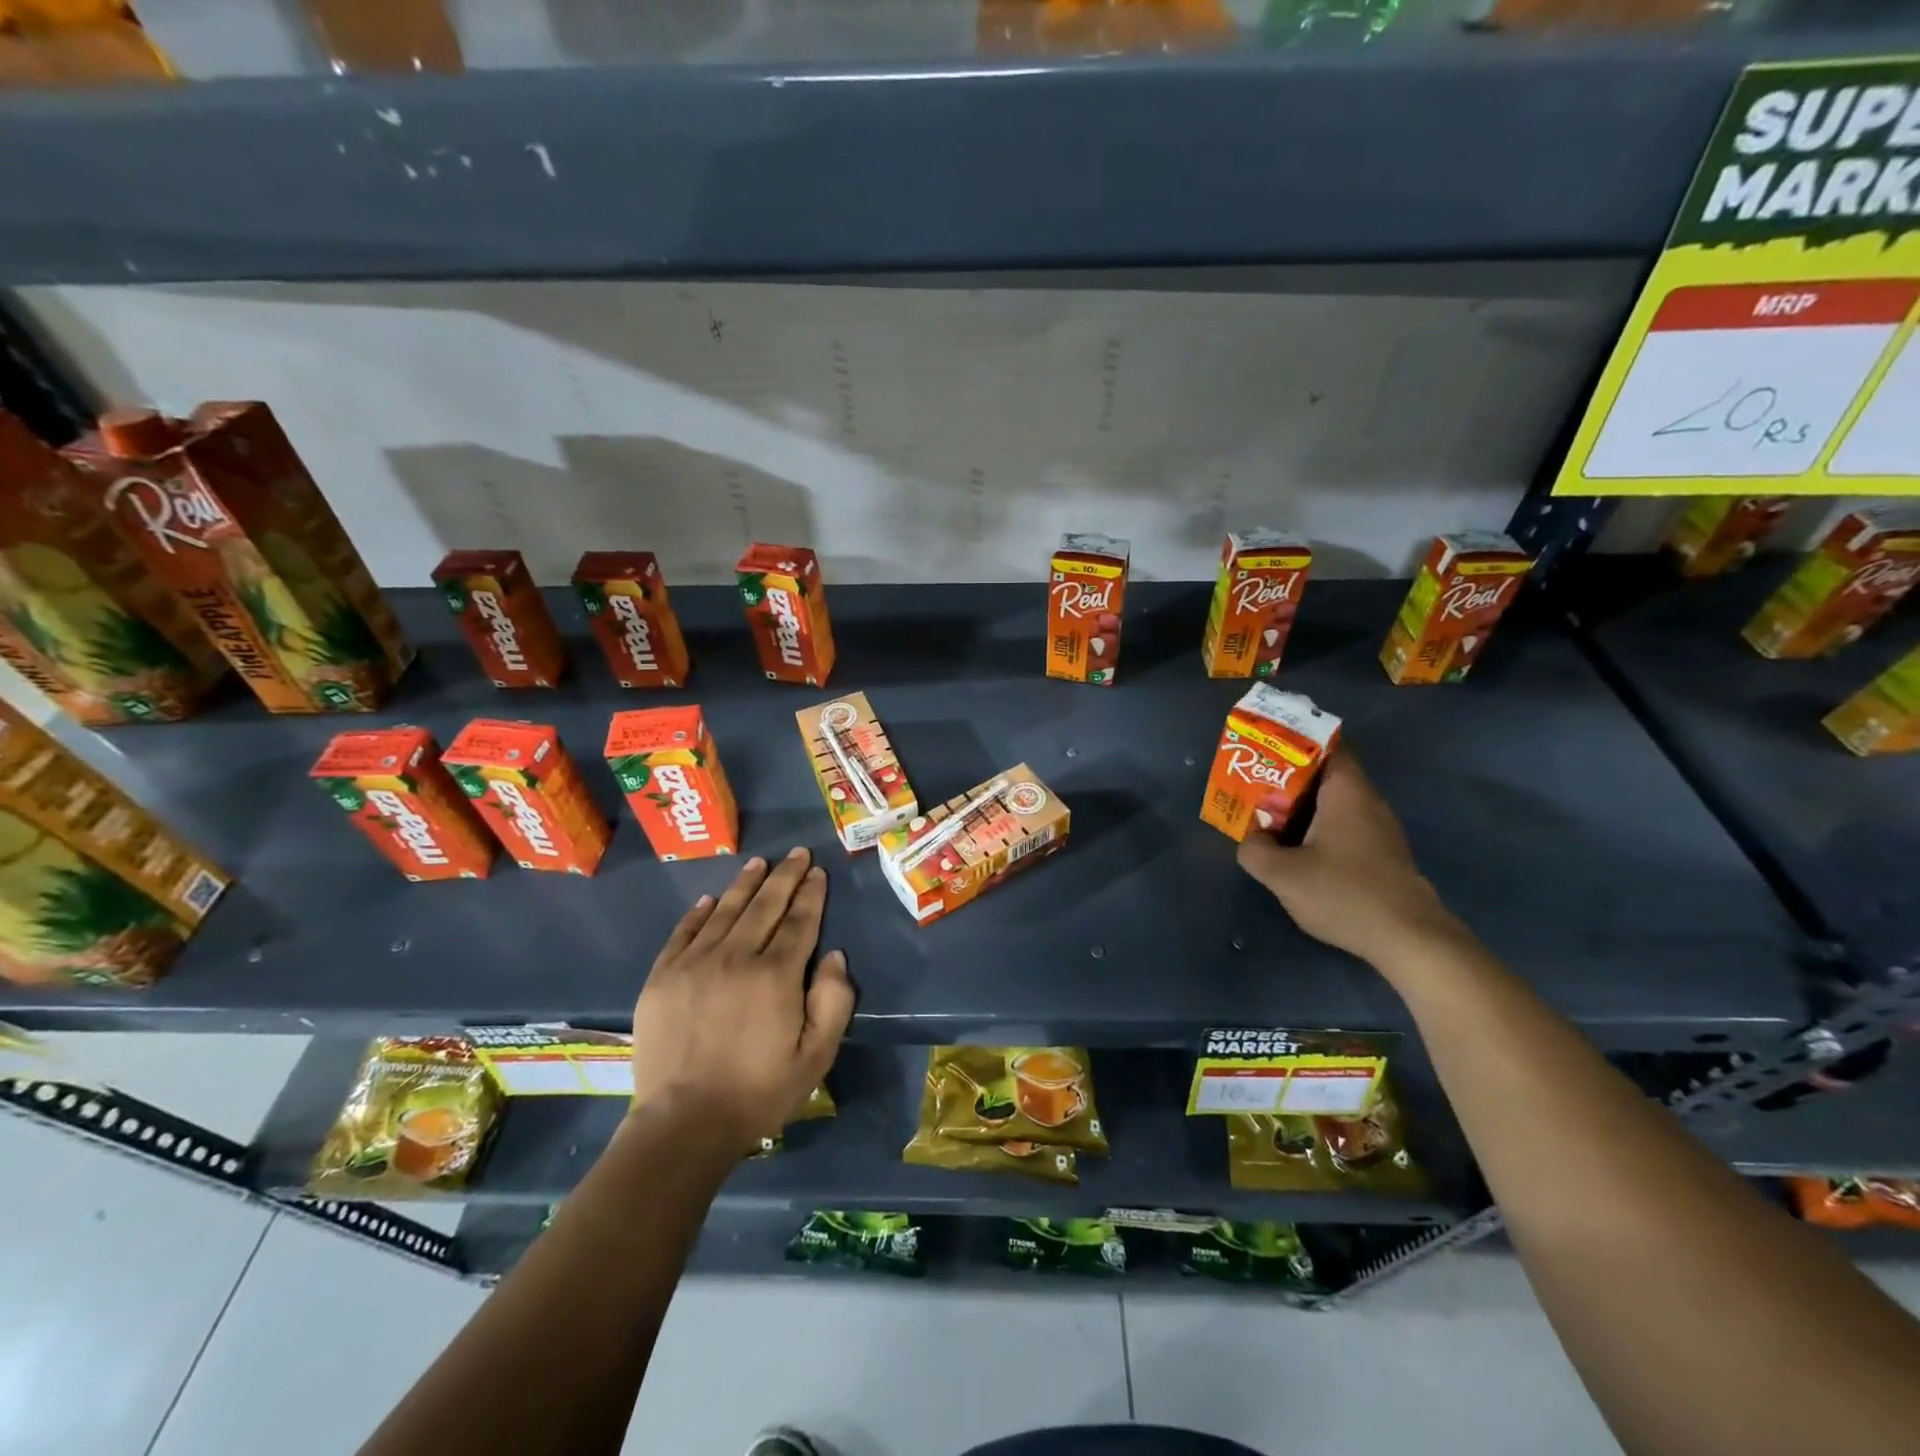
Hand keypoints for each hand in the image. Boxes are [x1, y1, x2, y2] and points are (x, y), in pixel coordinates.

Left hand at [629, 847, 854, 1153]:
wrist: (682, 1125)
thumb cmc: (758, 1093)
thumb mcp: (816, 1056)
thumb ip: (833, 1002)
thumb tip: (834, 956)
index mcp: (776, 975)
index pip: (799, 922)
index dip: (811, 894)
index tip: (818, 872)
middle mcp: (735, 957)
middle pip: (765, 906)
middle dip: (784, 877)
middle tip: (796, 853)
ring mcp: (694, 964)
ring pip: (725, 911)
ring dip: (745, 885)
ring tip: (759, 864)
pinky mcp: (662, 978)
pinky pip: (683, 933)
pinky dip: (698, 913)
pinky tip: (709, 899)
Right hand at [1236, 751, 1460, 969]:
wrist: (1409, 940)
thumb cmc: (1344, 893)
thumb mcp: (1282, 874)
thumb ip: (1255, 850)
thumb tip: (1254, 839)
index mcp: (1347, 793)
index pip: (1326, 747)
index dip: (1293, 745)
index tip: (1263, 754)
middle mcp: (1368, 803)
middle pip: (1326, 777)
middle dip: (1289, 781)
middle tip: (1255, 790)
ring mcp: (1380, 831)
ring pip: (1334, 806)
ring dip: (1302, 810)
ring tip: (1269, 821)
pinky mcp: (1383, 856)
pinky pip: (1345, 828)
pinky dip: (1320, 832)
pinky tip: (1299, 853)